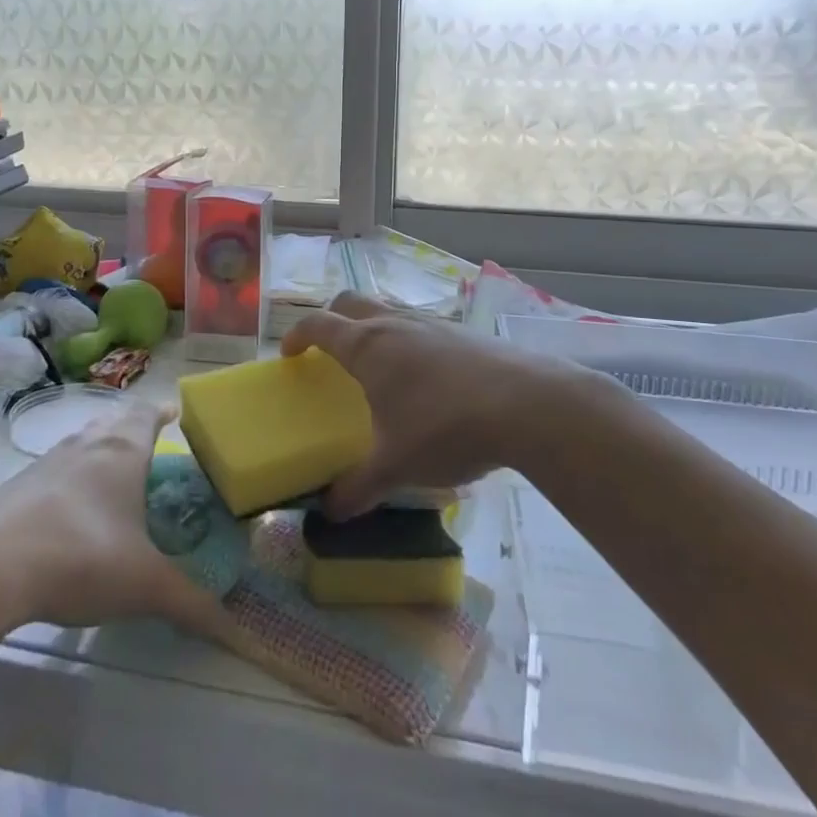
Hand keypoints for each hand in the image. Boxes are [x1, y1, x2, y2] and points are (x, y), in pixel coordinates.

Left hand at [0, 402, 232, 638]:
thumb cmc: (80, 557)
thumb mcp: (144, 586)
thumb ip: (192, 605)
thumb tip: (240, 634)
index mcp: (122, 452)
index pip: (147, 415)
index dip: (163, 412)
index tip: (175, 414)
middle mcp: (85, 445)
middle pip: (113, 422)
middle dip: (132, 429)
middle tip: (150, 449)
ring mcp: (45, 464)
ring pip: (81, 444)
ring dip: (98, 453)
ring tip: (112, 477)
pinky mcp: (14, 489)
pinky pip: (52, 473)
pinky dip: (67, 482)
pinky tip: (67, 514)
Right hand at [283, 293, 551, 519]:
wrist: (527, 405)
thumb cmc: (445, 427)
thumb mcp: (396, 465)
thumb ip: (358, 488)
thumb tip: (329, 513)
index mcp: (367, 346)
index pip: (317, 324)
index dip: (297, 335)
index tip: (288, 354)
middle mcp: (394, 324)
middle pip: (350, 303)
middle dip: (331, 320)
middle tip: (328, 350)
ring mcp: (432, 323)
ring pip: (389, 309)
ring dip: (373, 326)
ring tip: (378, 365)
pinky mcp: (464, 333)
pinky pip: (422, 326)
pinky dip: (409, 340)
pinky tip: (427, 379)